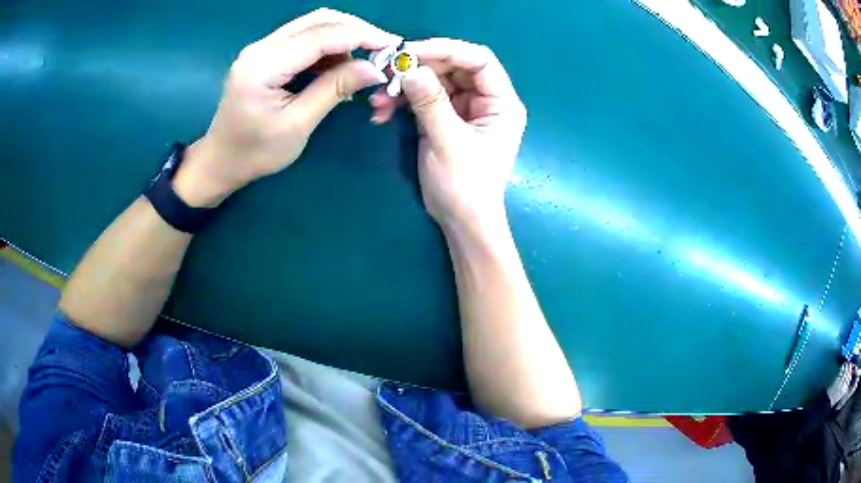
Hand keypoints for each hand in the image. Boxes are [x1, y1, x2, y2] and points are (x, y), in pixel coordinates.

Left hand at [174, 9, 399, 206]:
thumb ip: (334, 90)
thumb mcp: (297, 125)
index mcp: (263, 67)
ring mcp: (261, 48)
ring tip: (365, 60)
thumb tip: (375, 68)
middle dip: (356, 30)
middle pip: (318, 20)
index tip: (393, 45)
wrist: (220, 160)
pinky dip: (328, 46)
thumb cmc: (255, 152)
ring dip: (344, 36)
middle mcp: (260, 48)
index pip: (320, 36)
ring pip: (312, 25)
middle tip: (384, 49)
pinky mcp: (265, 54)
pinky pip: (303, 38)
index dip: (360, 36)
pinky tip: (340, 65)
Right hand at [370, 39, 526, 228]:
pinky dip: (402, 102)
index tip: (411, 52)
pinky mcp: (444, 119)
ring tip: (378, 99)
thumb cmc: (466, 186)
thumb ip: (430, 103)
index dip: (447, 49)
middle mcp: (485, 100)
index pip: (479, 60)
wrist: (461, 221)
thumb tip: (410, 68)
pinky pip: (423, 99)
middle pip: (453, 67)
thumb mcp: (448, 142)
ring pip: (433, 82)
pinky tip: (382, 112)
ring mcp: (463, 109)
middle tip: (387, 73)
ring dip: (405, 87)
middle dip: (419, 68)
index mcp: (501, 102)